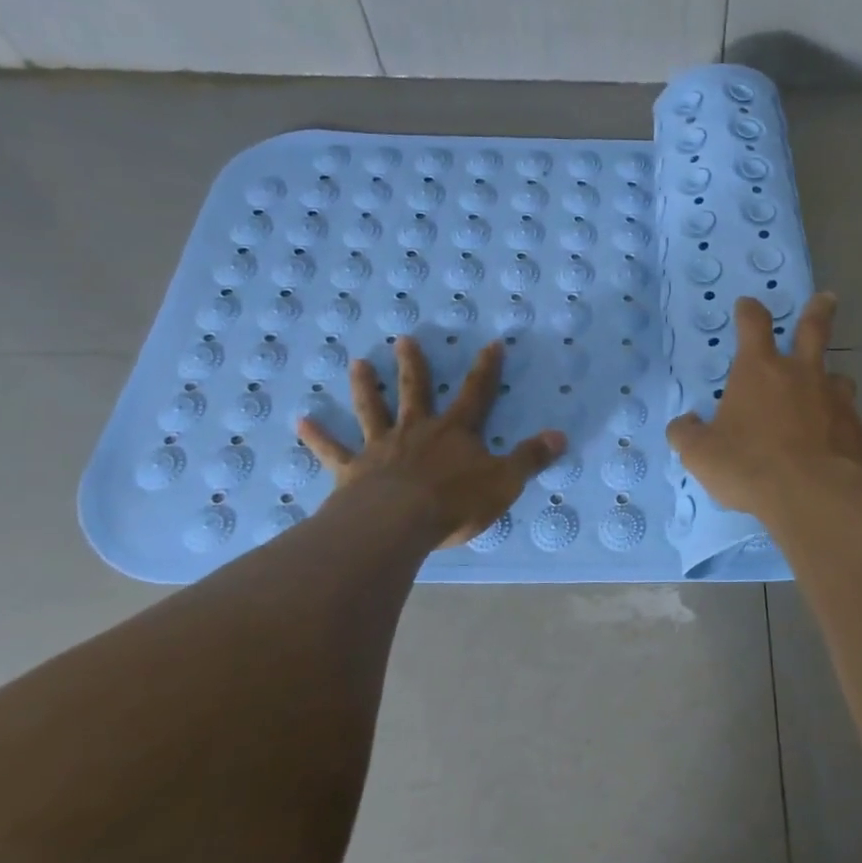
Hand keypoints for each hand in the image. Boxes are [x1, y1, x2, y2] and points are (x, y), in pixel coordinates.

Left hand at [296, 337, 565, 547]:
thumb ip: (530, 458)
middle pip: (415, 391)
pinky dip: (317, 437)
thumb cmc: (454, 502)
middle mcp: (417, 431)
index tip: (492, 343)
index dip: (486, 369)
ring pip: (372, 410)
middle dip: (413, 365)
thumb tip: (561, 436)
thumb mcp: (504, 482)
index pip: (476, 393)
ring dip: (366, 387)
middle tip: (403, 338)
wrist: (397, 524)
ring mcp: (381, 448)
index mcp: (455, 432)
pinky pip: (333, 451)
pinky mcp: (353, 471)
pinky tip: (300, 421)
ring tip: (357, 363)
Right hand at [666, 293, 861, 519]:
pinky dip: (839, 419)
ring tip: (829, 387)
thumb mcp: (701, 454)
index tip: (748, 305)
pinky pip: (847, 414)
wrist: (813, 495)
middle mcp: (800, 373)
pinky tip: (833, 437)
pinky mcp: (855, 428)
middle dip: (818, 311)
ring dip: (831, 377)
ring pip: (838, 376)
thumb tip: (683, 424)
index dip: (749, 311)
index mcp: (759, 370)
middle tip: (827, 299)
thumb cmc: (749, 465)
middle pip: (814, 329)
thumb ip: (687, 434)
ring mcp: (833, 398)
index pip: (754, 324)